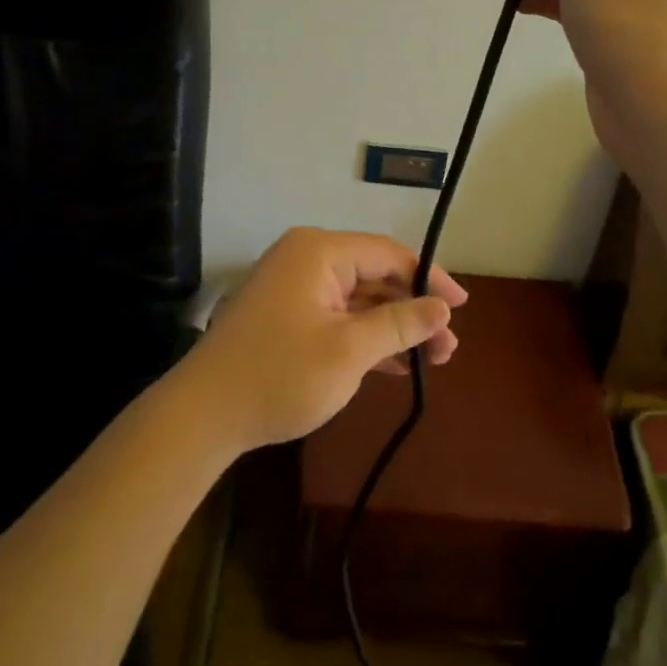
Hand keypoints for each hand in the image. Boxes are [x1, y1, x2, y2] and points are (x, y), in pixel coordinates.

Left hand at [183, 228, 467, 453]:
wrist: (204, 414)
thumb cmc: (281, 373)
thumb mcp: (349, 350)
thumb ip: (399, 324)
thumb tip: (442, 308)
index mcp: (319, 251)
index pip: (388, 253)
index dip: (429, 278)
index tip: (461, 308)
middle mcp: (307, 259)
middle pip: (375, 276)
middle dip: (413, 310)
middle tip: (448, 348)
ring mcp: (294, 289)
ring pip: (358, 300)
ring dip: (393, 328)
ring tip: (434, 360)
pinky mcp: (287, 317)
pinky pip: (338, 317)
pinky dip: (366, 338)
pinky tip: (397, 364)